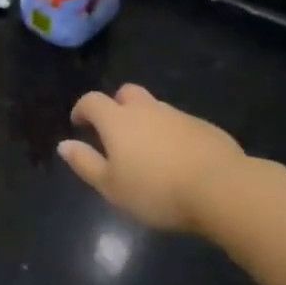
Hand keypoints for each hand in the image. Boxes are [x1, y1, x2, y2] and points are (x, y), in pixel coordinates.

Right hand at [59, 84, 249, 232]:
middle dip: (117, 105)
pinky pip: (180, 124)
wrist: (221, 188)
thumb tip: (64, 145)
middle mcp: (146, 109)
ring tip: (149, 151)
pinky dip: (172, 134)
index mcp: (117, 120)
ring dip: (146, 121)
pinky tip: (178, 160)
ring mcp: (178, 115)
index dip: (82, 109)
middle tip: (115, 132)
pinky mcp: (204, 127)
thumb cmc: (156, 190)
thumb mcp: (111, 186)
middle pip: (126, 93)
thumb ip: (85, 163)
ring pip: (155, 108)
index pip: (92, 101)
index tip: (80, 124)